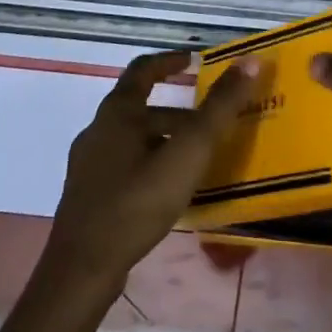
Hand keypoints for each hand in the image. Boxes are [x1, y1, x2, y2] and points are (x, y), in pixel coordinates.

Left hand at [47, 50, 257, 291]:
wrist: (82, 270)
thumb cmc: (137, 201)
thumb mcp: (189, 151)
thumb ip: (220, 107)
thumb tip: (250, 60)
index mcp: (117, 113)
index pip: (143, 69)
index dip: (169, 61)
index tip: (194, 61)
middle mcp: (97, 131)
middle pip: (141, 108)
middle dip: (178, 112)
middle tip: (210, 124)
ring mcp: (88, 166)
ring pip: (134, 140)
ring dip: (165, 141)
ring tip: (197, 160)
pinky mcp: (87, 197)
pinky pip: (124, 167)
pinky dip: (150, 166)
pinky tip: (169, 191)